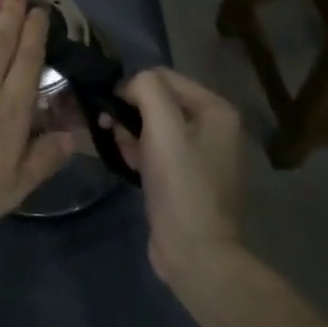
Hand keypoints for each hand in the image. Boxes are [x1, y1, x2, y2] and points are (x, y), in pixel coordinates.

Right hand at [100, 68, 243, 283]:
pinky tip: (129, 166)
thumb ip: (147, 90)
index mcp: (216, 110)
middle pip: (156, 101)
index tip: (111, 111)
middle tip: (113, 133)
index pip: (162, 76)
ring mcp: (199, 152)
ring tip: (122, 152)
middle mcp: (212, 126)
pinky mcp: (184, 175)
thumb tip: (129, 85)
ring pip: (150, 125)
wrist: (194, 249)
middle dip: (130, 113)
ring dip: (129, 133)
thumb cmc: (181, 184)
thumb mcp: (163, 127)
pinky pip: (154, 149)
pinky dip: (137, 152)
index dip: (132, 88)